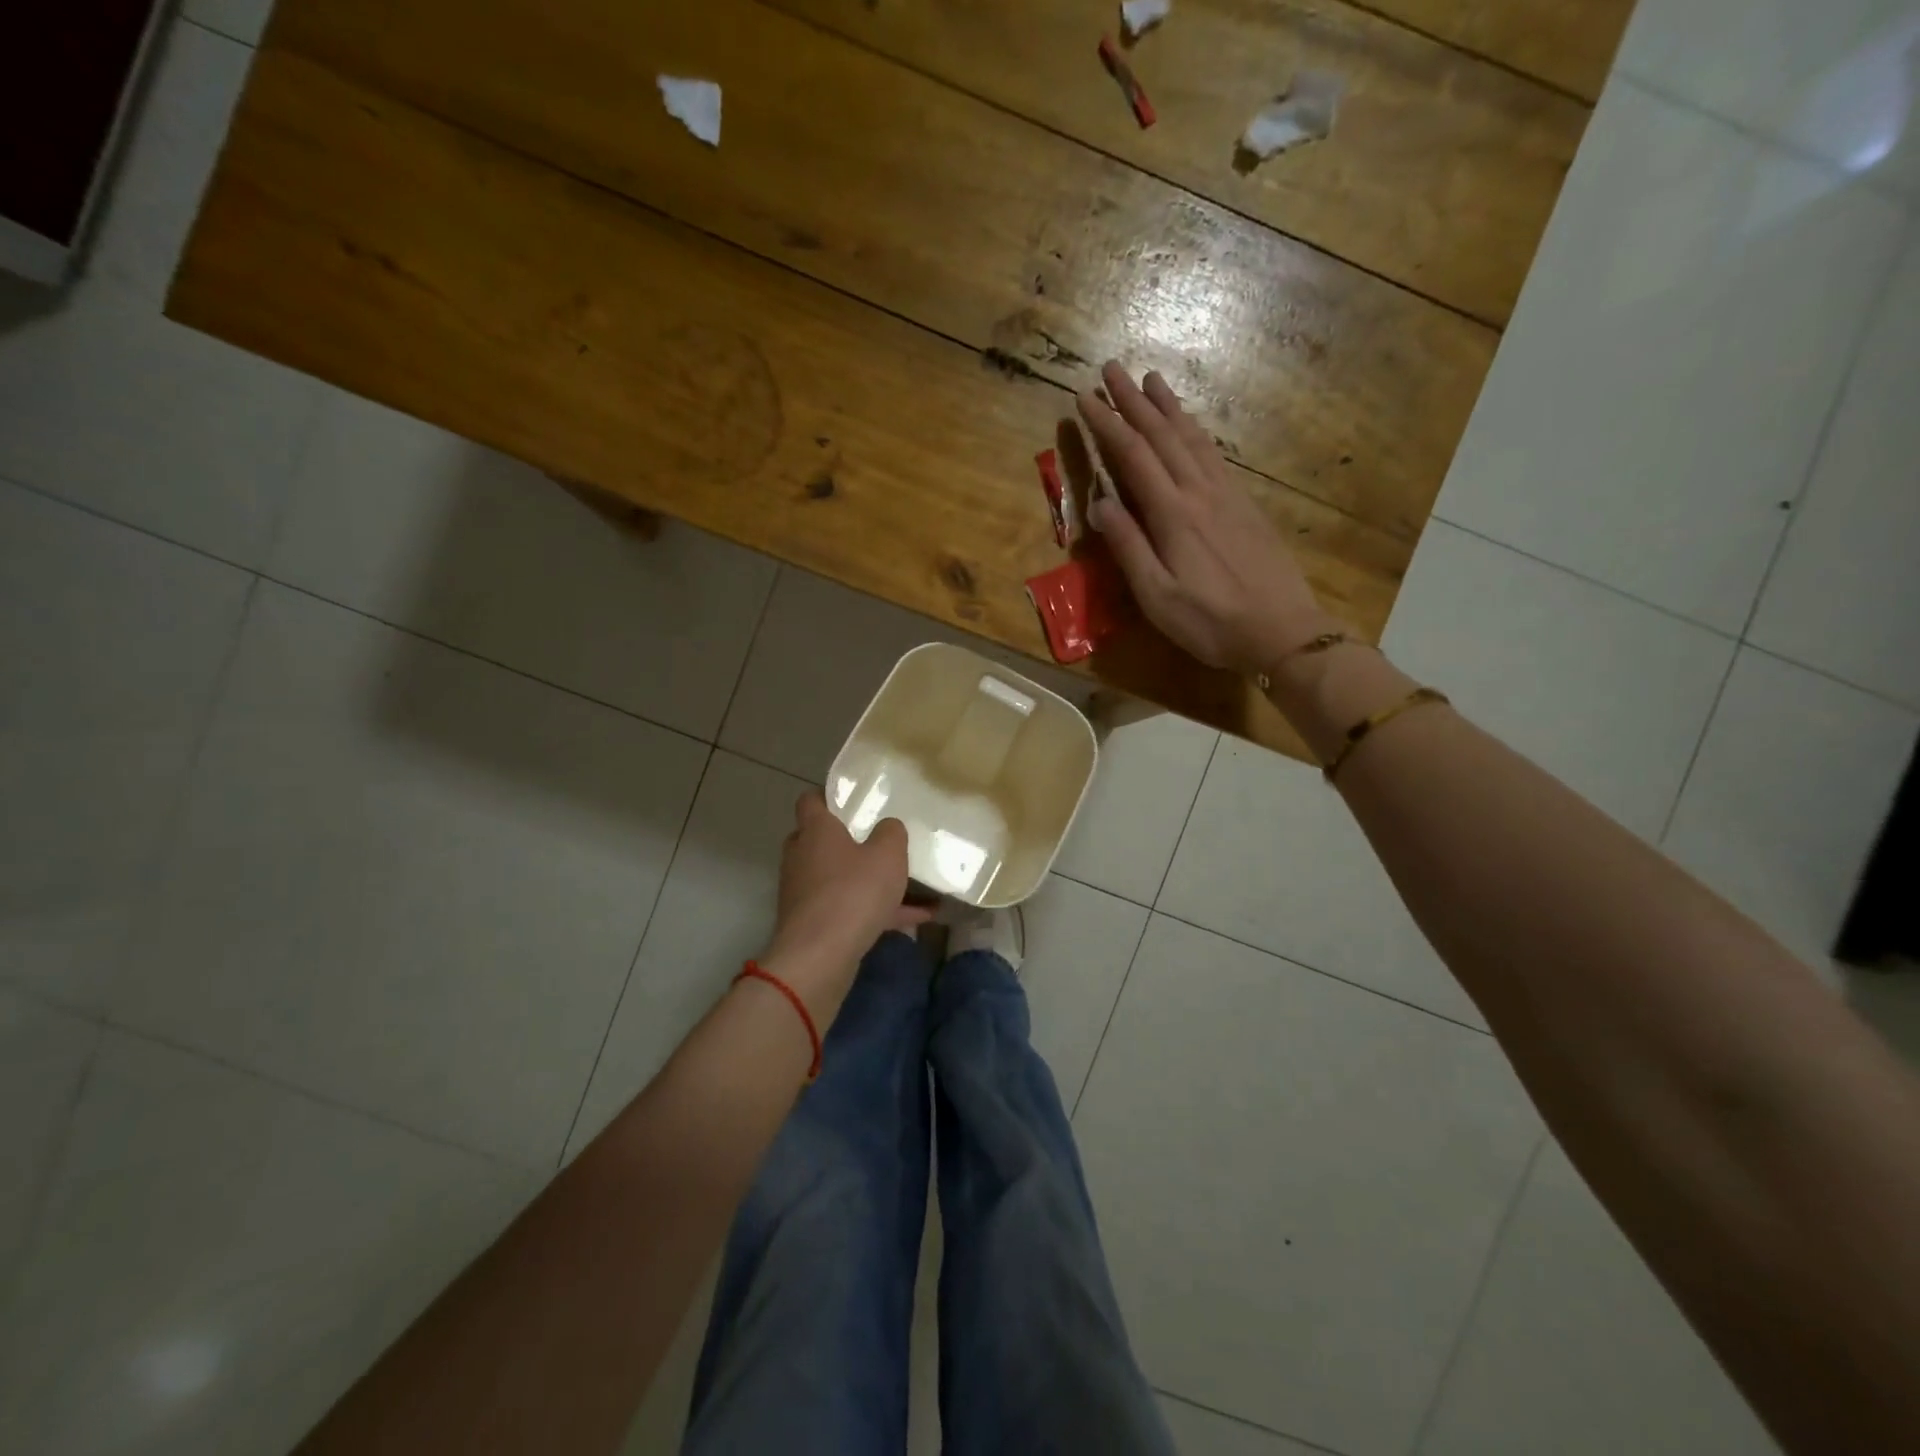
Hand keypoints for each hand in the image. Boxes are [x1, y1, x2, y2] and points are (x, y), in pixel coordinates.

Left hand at [759, 791, 930, 1018]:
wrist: (820, 957)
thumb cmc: (853, 892)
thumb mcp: (888, 854)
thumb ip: (892, 833)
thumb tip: (888, 827)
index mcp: (816, 830)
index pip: (811, 800)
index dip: (830, 796)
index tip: (854, 798)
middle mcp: (803, 857)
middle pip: (822, 840)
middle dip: (850, 841)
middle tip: (881, 839)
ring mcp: (805, 893)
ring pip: (840, 878)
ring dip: (871, 881)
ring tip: (914, 884)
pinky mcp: (813, 924)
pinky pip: (849, 909)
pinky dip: (878, 911)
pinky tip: (919, 917)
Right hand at [1077, 362, 1337, 674]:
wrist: (1282, 630)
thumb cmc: (1211, 622)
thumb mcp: (1157, 596)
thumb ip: (1129, 547)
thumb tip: (1101, 503)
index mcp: (1172, 514)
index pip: (1133, 456)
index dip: (1107, 424)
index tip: (1084, 398)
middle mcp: (1199, 492)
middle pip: (1162, 435)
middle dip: (1134, 400)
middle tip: (1111, 368)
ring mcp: (1226, 494)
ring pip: (1192, 437)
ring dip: (1168, 406)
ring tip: (1151, 378)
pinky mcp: (1244, 504)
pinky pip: (1213, 454)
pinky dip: (1195, 430)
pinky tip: (1190, 424)